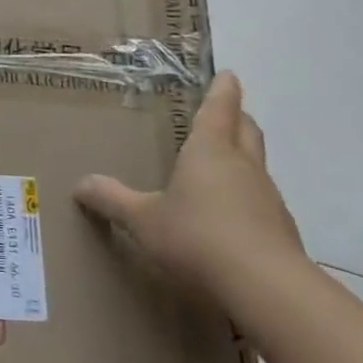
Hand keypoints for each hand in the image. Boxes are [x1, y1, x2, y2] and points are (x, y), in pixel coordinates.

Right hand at [74, 71, 306, 305]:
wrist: (266, 289)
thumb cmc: (197, 237)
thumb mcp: (143, 219)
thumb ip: (112, 200)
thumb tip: (80, 185)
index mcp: (210, 150)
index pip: (219, 108)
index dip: (222, 89)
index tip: (227, 74)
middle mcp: (243, 166)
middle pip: (247, 130)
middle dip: (236, 117)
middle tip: (224, 112)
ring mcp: (268, 198)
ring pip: (257, 165)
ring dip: (243, 158)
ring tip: (221, 166)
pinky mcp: (281, 230)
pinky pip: (262, 201)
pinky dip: (247, 197)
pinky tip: (230, 218)